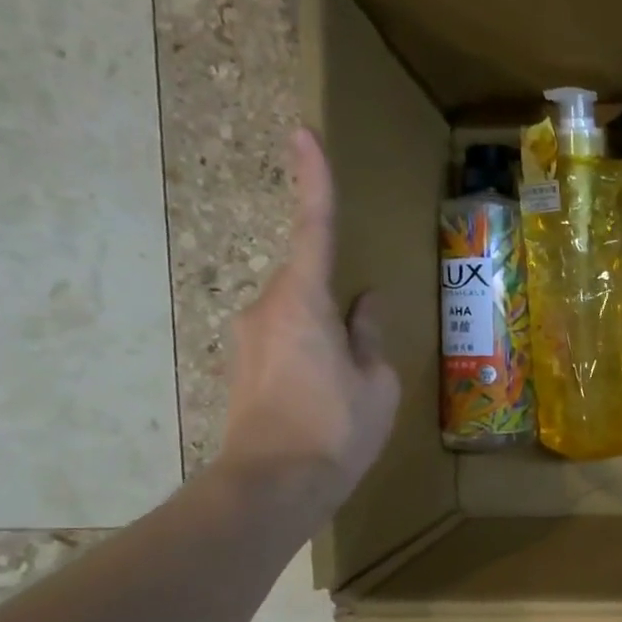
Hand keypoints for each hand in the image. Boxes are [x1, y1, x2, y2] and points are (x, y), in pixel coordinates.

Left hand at [221, 129, 399, 508]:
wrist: (270, 488)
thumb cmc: (335, 430)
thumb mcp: (376, 382)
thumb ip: (369, 334)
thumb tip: (364, 304)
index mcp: (304, 301)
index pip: (313, 227)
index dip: (313, 180)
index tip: (303, 132)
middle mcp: (267, 308)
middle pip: (308, 279)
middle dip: (338, 297)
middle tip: (364, 350)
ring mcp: (250, 339)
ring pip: (299, 315)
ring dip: (328, 334)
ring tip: (351, 386)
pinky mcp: (245, 368)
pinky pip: (287, 340)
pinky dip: (312, 353)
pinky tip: (329, 395)